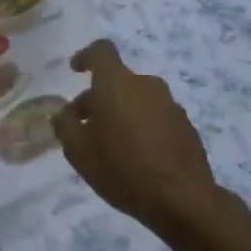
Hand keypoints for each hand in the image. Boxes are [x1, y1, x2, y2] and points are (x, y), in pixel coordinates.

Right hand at [53, 40, 218, 233]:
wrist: (183, 200)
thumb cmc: (122, 168)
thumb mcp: (78, 151)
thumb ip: (64, 125)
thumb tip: (64, 113)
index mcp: (117, 83)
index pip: (101, 51)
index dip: (86, 56)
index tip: (75, 70)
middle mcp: (146, 85)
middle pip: (117, 81)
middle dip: (99, 98)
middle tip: (85, 126)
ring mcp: (170, 105)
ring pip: (138, 100)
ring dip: (122, 113)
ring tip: (112, 146)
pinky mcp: (186, 126)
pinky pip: (156, 117)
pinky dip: (143, 128)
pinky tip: (138, 157)